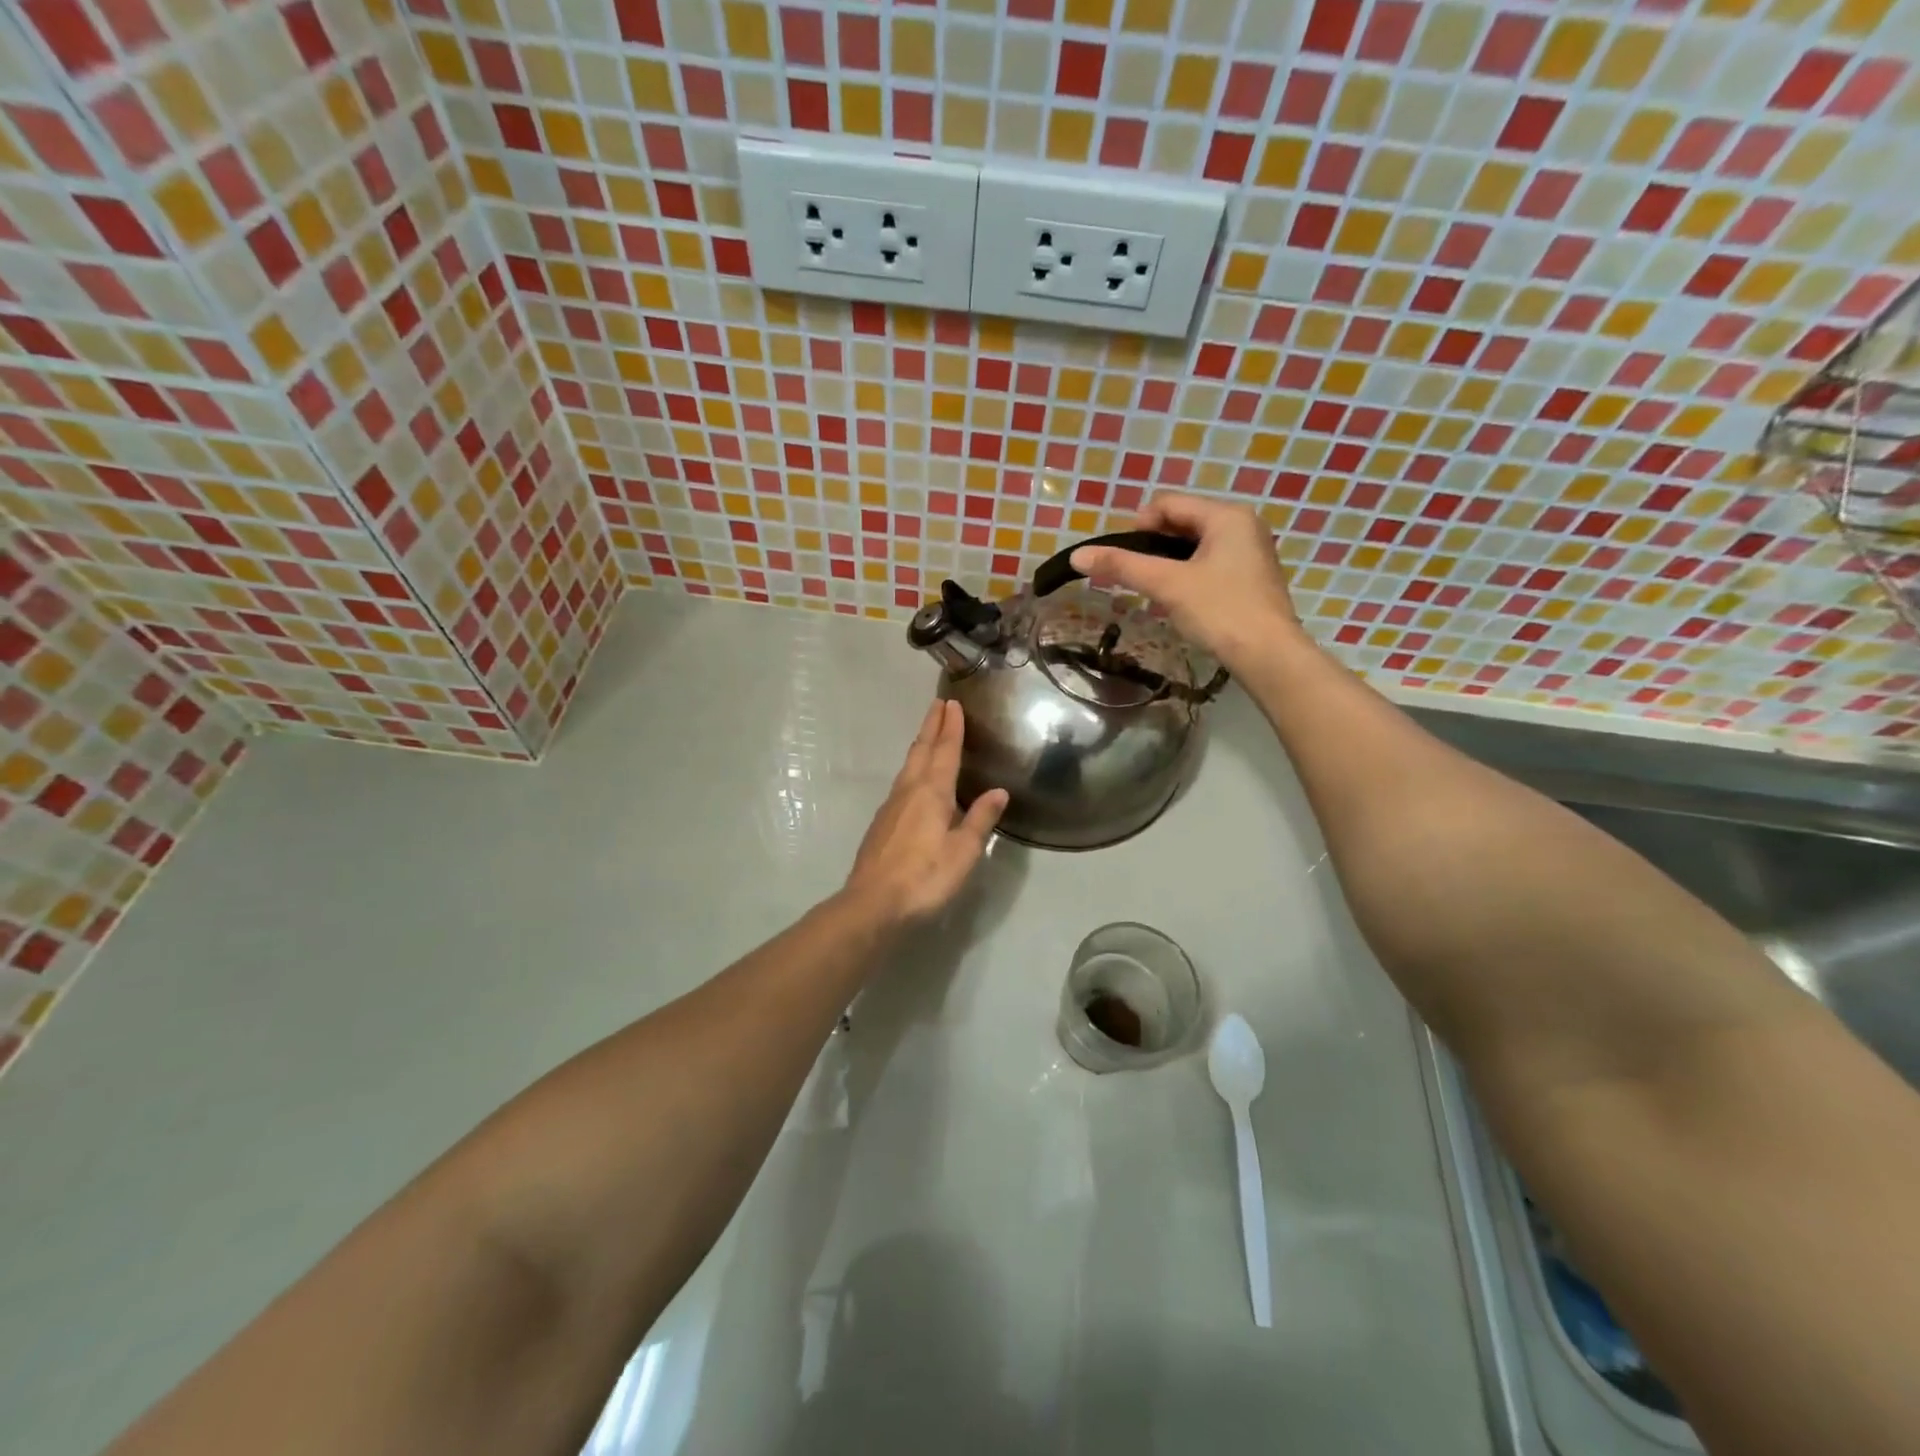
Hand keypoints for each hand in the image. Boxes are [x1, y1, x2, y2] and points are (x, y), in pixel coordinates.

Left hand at [844, 700, 1007, 925]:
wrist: (872, 904)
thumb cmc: (924, 878)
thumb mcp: (963, 852)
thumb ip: (980, 820)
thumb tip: (998, 791)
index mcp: (932, 793)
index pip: (944, 751)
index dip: (951, 727)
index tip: (953, 704)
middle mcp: (909, 791)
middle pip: (921, 750)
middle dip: (931, 726)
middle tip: (939, 705)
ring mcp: (891, 806)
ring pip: (908, 765)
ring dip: (920, 745)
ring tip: (928, 734)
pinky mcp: (882, 823)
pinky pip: (901, 782)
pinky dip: (913, 768)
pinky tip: (915, 779)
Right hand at [1069, 493, 1300, 673]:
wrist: (1268, 655)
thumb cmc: (1219, 611)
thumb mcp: (1166, 585)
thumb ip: (1122, 566)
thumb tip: (1077, 555)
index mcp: (1226, 515)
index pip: (1168, 503)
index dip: (1138, 525)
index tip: (1122, 556)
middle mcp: (1243, 525)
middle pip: (1183, 522)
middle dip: (1153, 545)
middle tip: (1133, 574)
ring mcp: (1251, 552)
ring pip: (1195, 545)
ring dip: (1168, 563)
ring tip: (1152, 590)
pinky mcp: (1251, 578)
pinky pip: (1210, 564)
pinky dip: (1187, 575)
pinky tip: (1177, 601)